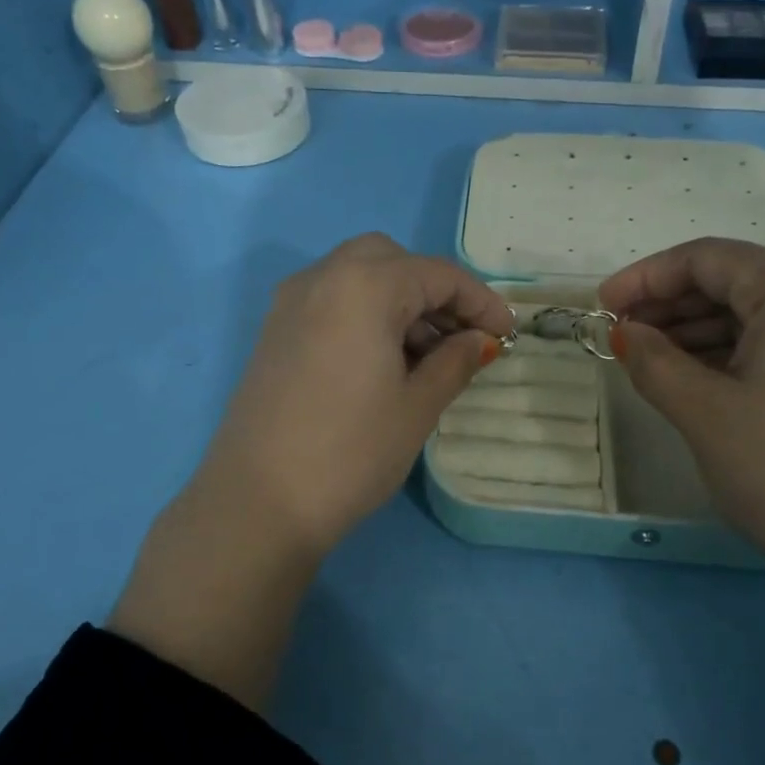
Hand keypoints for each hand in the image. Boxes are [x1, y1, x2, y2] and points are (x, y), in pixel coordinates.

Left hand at [192, 233, 514, 562]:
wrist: (258, 502)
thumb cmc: (351, 452)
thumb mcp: (418, 406)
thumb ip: (455, 361)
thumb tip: (478, 340)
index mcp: (364, 285)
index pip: (437, 274)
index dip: (480, 301)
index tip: (506, 335)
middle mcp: (322, 277)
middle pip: (393, 261)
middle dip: (434, 292)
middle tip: (461, 338)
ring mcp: (291, 303)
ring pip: (359, 277)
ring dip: (400, 302)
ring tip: (429, 357)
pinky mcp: (275, 331)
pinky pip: (332, 300)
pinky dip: (366, 313)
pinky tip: (385, 361)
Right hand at [600, 238, 764, 583]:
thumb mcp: (704, 413)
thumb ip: (653, 362)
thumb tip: (626, 333)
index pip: (705, 258)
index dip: (644, 277)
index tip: (601, 307)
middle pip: (734, 282)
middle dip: (670, 305)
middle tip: (622, 338)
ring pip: (758, 317)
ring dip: (698, 333)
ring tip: (651, 364)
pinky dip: (734, 356)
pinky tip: (702, 385)